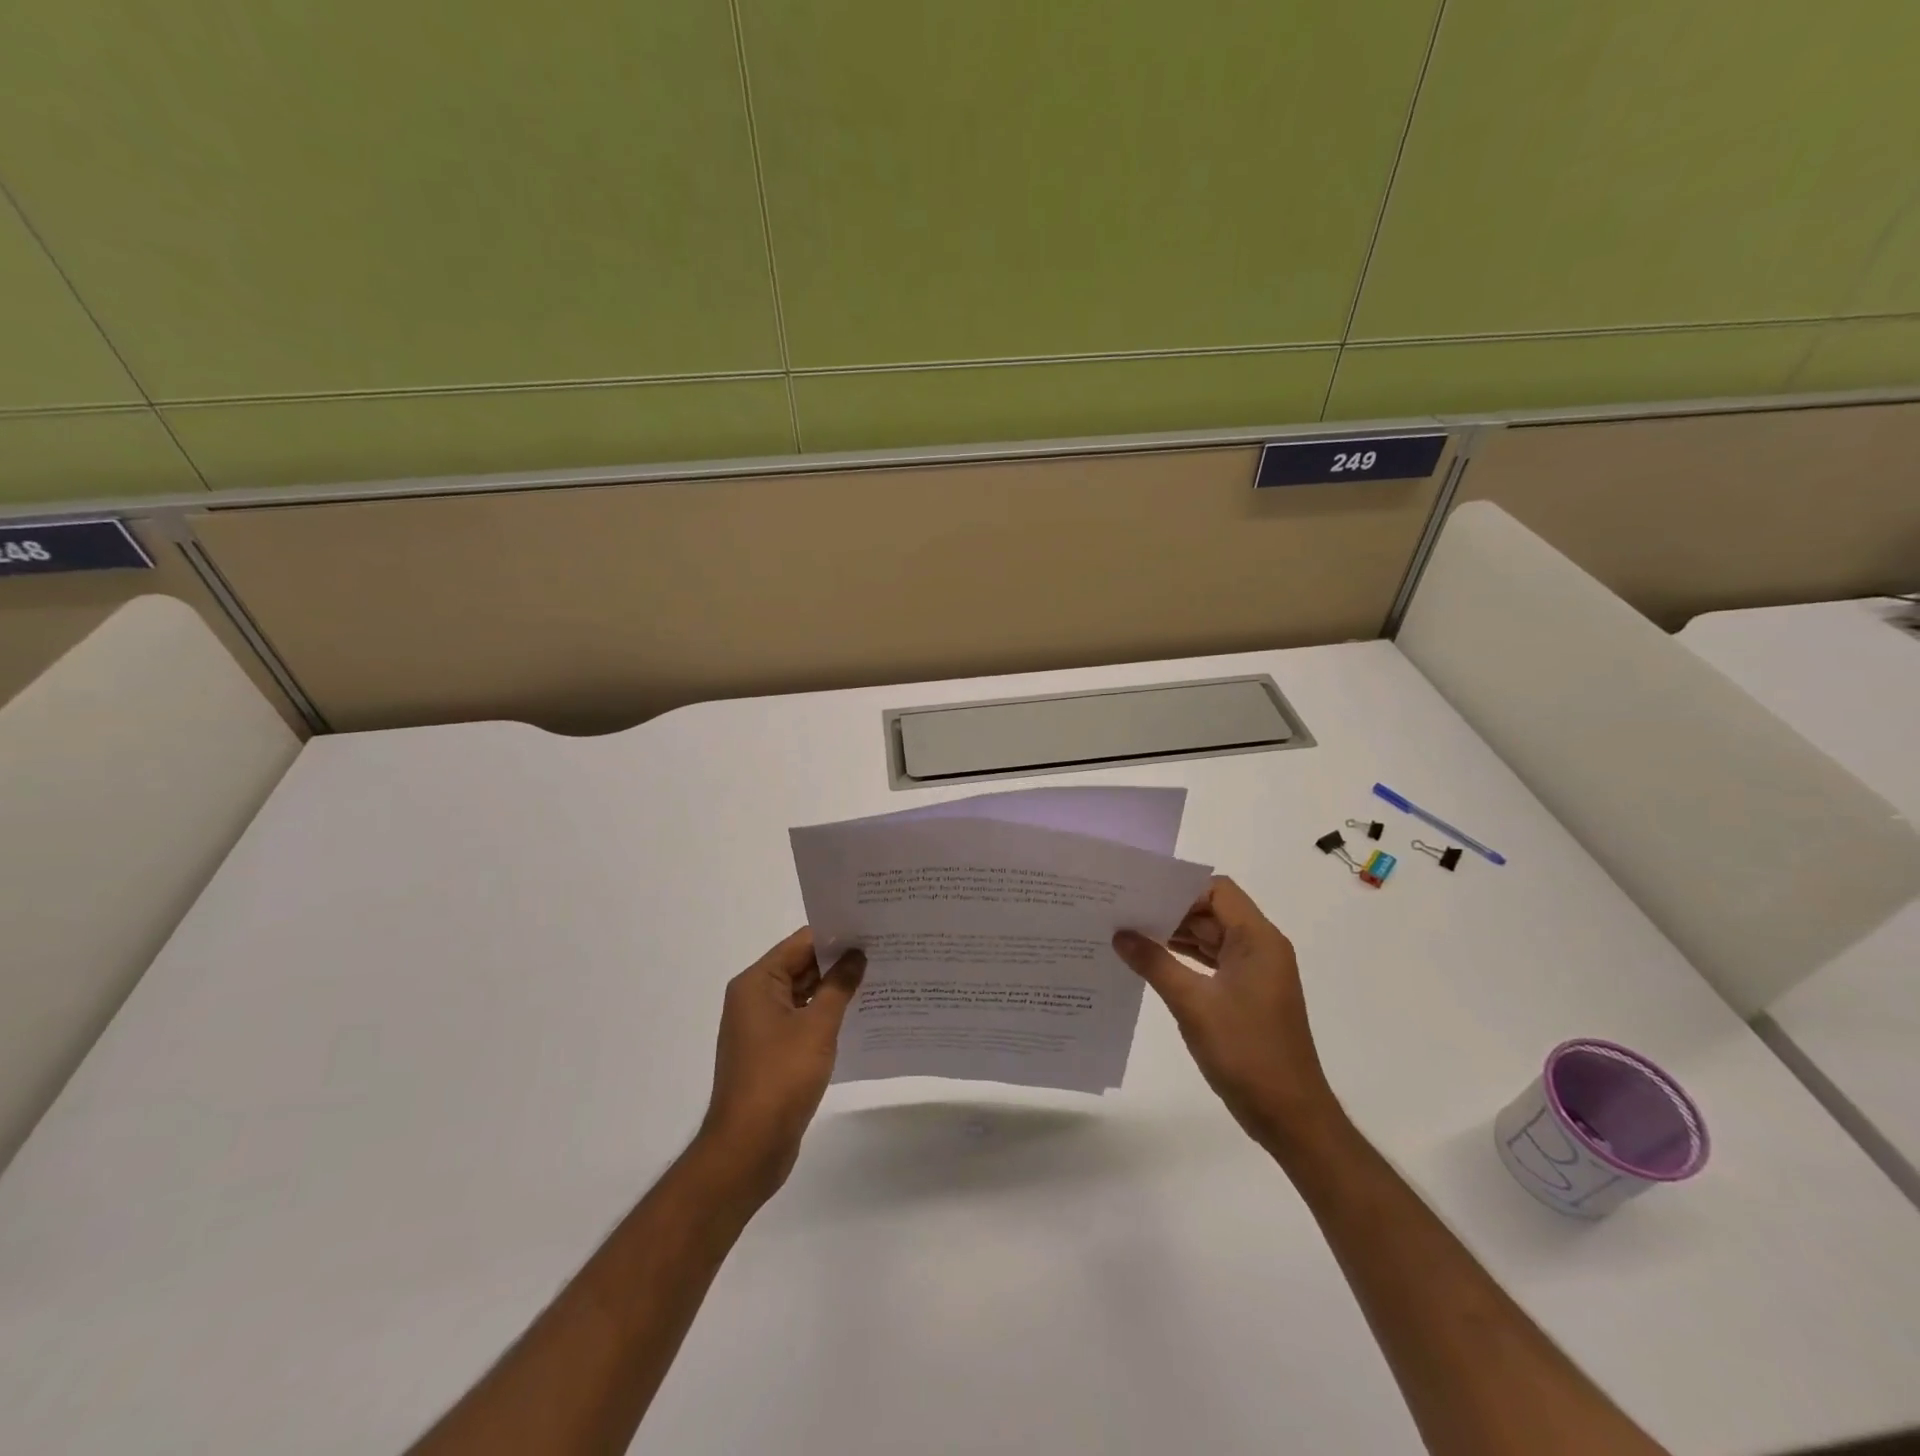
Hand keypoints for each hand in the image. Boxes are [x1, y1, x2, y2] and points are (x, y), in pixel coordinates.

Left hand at [698, 928, 864, 1199]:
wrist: (748, 1149)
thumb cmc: (780, 1078)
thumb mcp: (817, 1027)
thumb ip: (839, 986)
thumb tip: (856, 954)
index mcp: (757, 983)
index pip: (801, 943)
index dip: (836, 935)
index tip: (872, 928)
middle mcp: (754, 998)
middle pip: (801, 966)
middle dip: (839, 961)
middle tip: (884, 951)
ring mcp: (762, 1027)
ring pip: (804, 994)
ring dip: (835, 989)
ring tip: (880, 977)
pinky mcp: (771, 1052)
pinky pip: (802, 1020)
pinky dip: (826, 1015)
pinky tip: (860, 1015)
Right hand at [1114, 877, 1339, 1150]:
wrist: (1290, 1116)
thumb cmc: (1247, 1053)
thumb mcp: (1193, 1004)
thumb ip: (1155, 963)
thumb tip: (1120, 934)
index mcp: (1258, 940)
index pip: (1217, 891)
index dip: (1179, 888)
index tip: (1140, 893)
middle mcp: (1260, 948)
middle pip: (1211, 912)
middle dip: (1170, 911)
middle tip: (1124, 911)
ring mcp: (1254, 973)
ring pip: (1210, 938)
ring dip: (1175, 936)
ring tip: (1128, 934)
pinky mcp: (1247, 995)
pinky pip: (1212, 962)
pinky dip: (1184, 959)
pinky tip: (1151, 963)